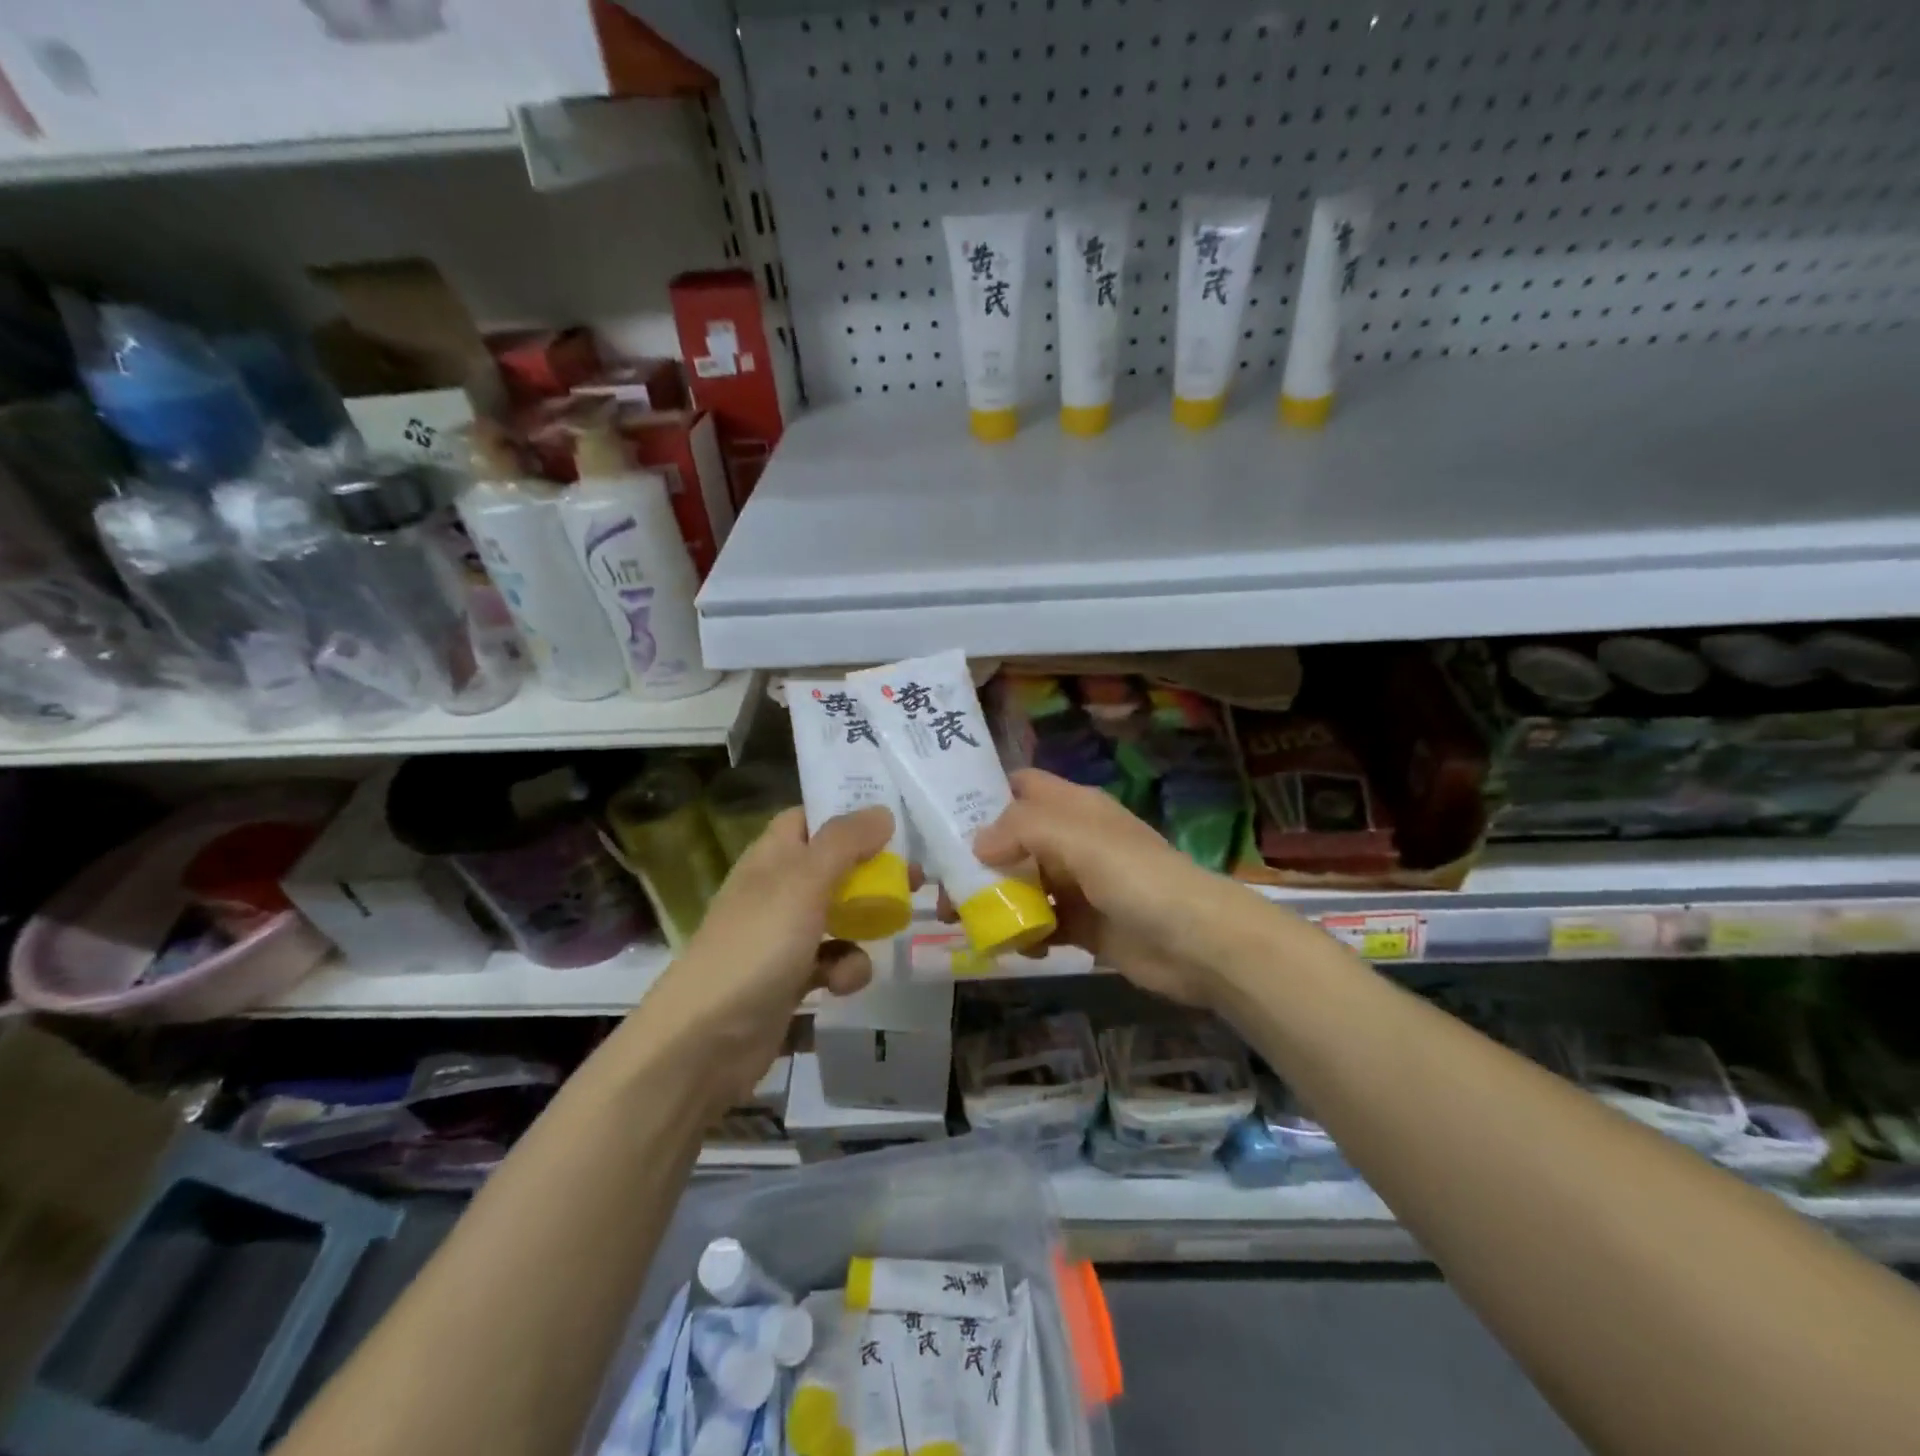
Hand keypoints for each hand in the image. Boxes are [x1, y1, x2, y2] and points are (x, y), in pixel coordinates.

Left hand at [639, 805, 896, 1107]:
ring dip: (865, 924)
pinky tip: (841, 986)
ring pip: (839, 915)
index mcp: (772, 856)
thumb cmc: (756, 946)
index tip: (892, 819)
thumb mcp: (803, 882)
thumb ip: (844, 843)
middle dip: (872, 873)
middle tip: (913, 878)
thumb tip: (882, 811)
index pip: (810, 817)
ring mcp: (783, 936)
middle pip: (834, 866)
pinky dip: (844, 971)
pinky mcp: (790, 979)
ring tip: (887, 929)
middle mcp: (777, 889)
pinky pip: (831, 962)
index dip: (847, 813)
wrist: (704, 1041)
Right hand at [967, 769, 1264, 1009]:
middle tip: (945, 888)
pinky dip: (1024, 934)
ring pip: (1023, 884)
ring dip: (995, 901)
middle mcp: (1073, 840)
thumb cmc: (1137, 877)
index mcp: (1075, 808)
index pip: (1023, 786)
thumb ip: (1023, 829)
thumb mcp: (1078, 838)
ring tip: (963, 922)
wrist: (1196, 942)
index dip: (986, 794)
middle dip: (978, 860)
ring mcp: (1079, 884)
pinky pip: (1042, 924)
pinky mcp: (1084, 926)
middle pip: (1014, 840)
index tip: (944, 818)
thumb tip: (977, 843)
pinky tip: (1016, 948)